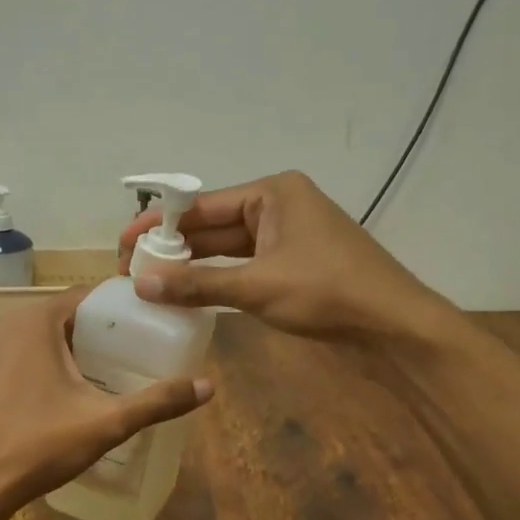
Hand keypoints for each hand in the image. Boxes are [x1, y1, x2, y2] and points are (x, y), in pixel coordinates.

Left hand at [0, 285, 213, 513]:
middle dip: (102, 330)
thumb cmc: (39, 445)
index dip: (122, 306)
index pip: (88, 296)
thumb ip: (157, 402)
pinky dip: (50, 362)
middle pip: (67, 315)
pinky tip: (71, 390)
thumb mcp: (106, 423)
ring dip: (75, 346)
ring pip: (44, 336)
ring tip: (113, 368)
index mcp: (36, 321)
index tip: (152, 321)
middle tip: (139, 349)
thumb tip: (209, 386)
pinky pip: (25, 355)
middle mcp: (9, 325)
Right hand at [118, 171, 441, 340]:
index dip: (160, 226)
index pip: (202, 205)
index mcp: (272, 193)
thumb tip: (141, 285)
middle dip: (174, 247)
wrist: (394, 326)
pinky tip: (188, 292)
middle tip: (131, 268)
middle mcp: (278, 206)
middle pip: (213, 225)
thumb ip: (197, 284)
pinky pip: (244, 266)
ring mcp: (287, 236)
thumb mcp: (257, 286)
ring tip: (150, 281)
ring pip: (227, 248)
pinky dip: (217, 279)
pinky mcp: (293, 264)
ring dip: (193, 265)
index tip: (125, 244)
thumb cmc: (328, 291)